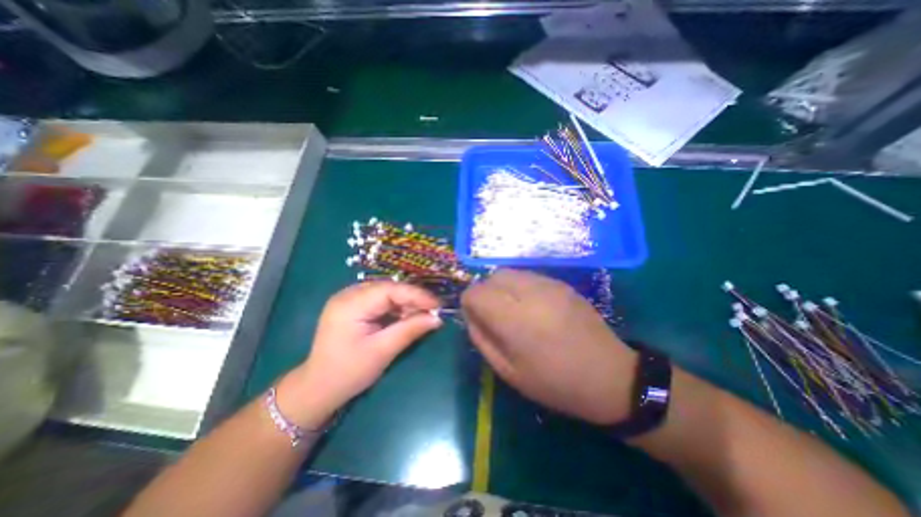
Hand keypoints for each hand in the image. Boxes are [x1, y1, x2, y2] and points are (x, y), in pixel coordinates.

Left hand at [277, 283, 442, 427]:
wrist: (317, 389)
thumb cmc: (348, 372)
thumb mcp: (382, 352)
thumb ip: (410, 330)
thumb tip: (437, 318)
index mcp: (350, 304)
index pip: (390, 290)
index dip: (416, 295)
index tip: (438, 305)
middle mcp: (348, 295)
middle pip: (389, 289)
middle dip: (412, 299)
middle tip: (432, 311)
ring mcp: (350, 299)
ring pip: (387, 293)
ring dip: (406, 304)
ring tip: (422, 316)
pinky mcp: (354, 307)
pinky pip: (381, 301)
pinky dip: (396, 308)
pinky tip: (406, 317)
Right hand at [465, 271, 637, 423]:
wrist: (610, 376)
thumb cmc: (555, 382)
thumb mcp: (508, 372)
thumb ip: (482, 339)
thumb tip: (471, 315)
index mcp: (515, 320)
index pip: (476, 292)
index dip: (469, 303)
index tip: (476, 318)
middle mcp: (530, 294)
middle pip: (492, 277)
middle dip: (485, 292)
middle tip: (493, 315)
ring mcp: (549, 285)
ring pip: (509, 273)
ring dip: (501, 288)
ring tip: (512, 310)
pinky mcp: (561, 283)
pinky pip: (528, 276)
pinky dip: (519, 286)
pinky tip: (531, 307)